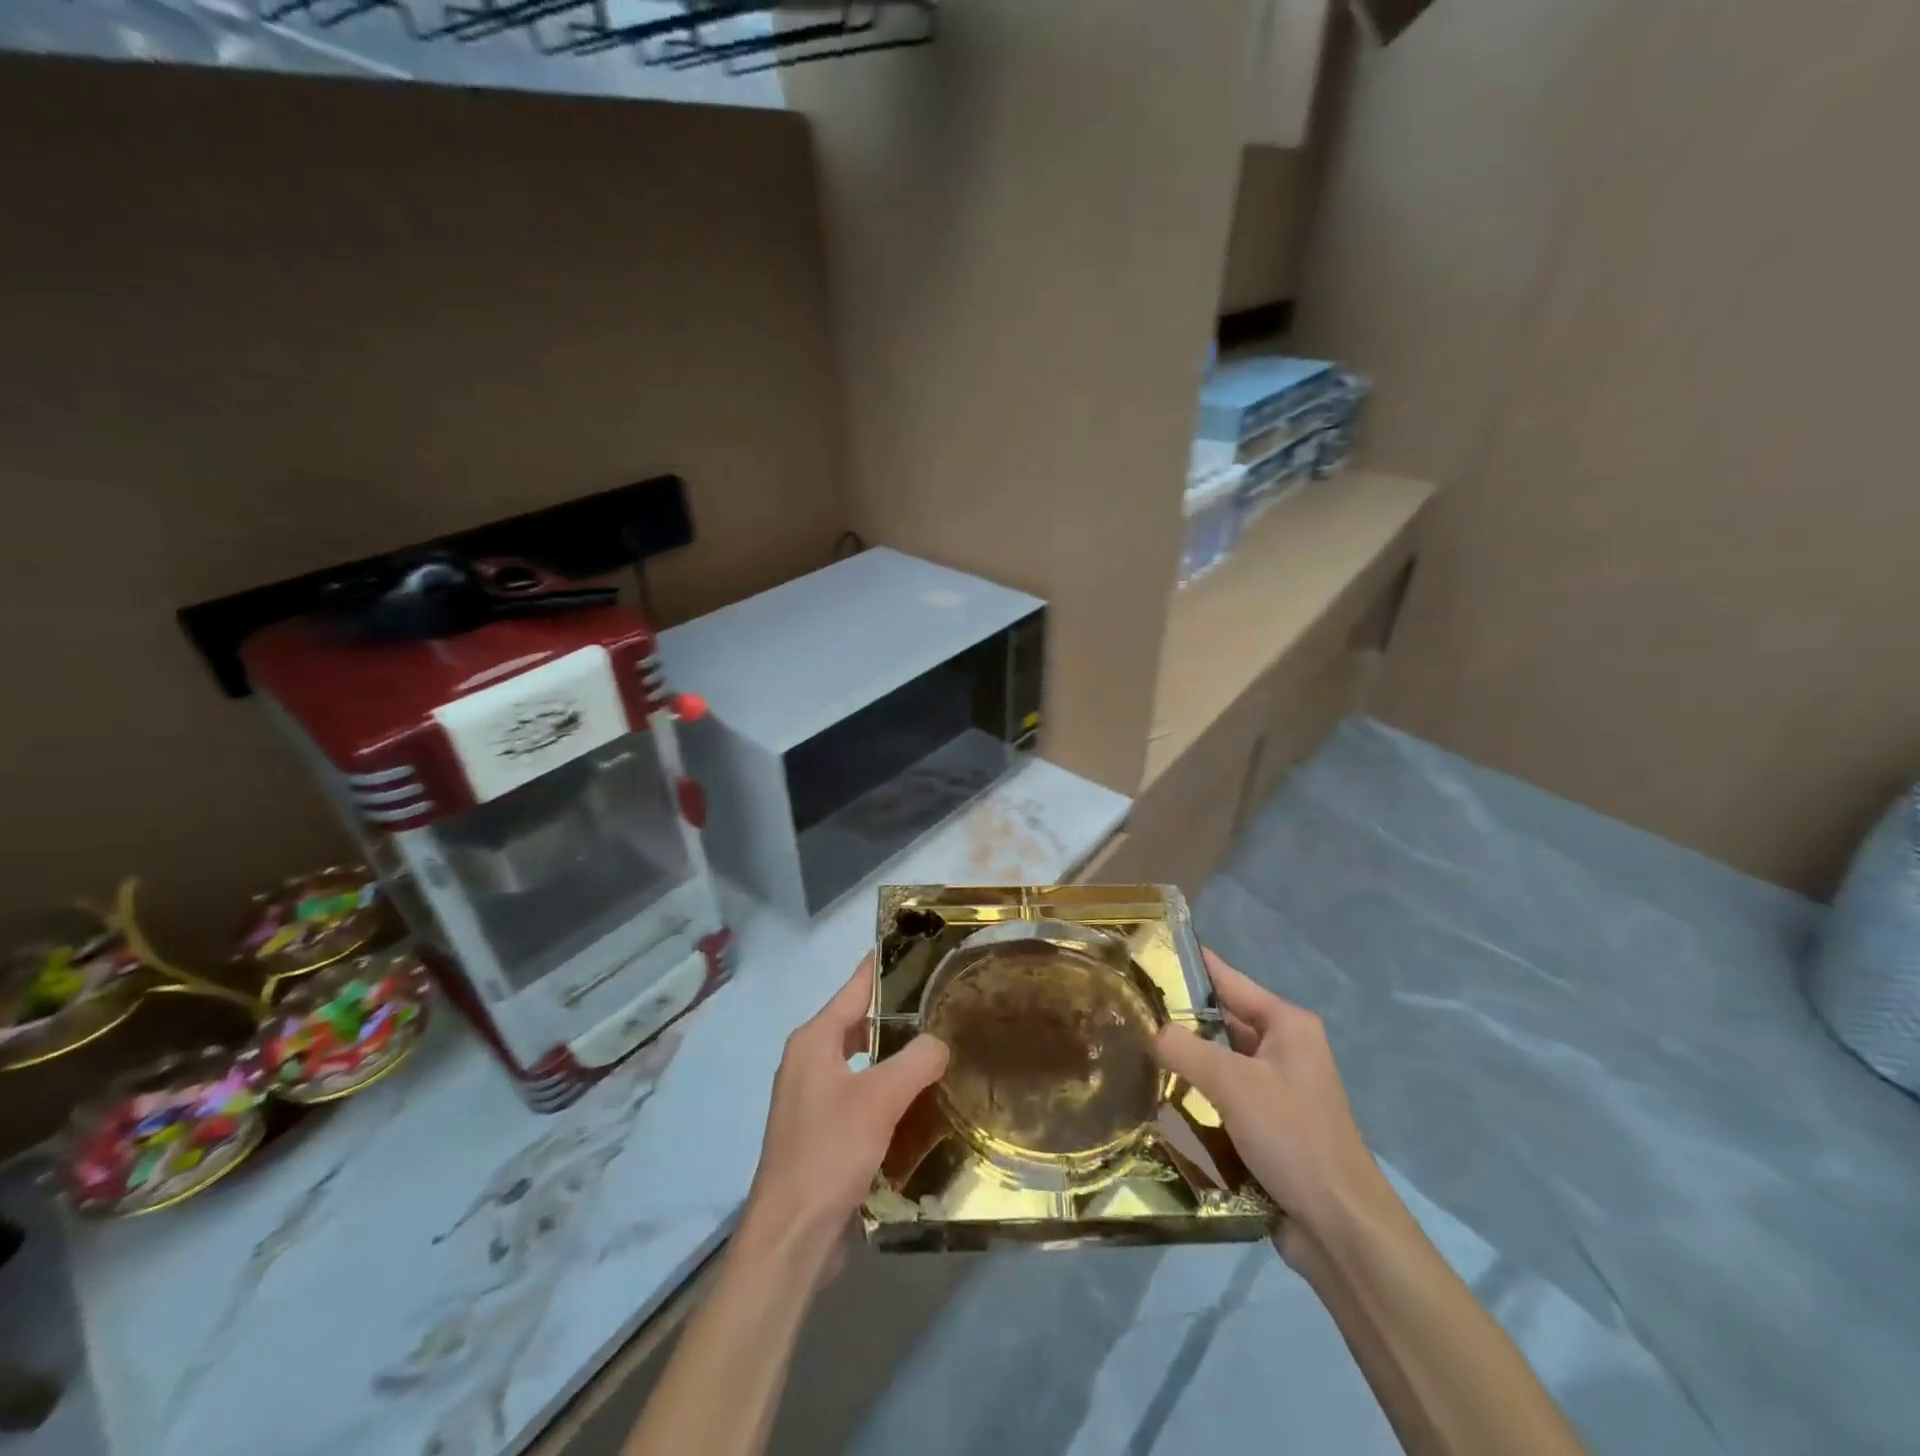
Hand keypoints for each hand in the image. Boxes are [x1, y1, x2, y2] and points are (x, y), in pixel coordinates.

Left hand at [741, 955, 948, 1263]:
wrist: (791, 1237)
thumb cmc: (830, 1153)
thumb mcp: (880, 1099)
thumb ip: (916, 1060)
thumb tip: (939, 1041)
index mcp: (814, 1041)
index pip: (854, 989)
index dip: (882, 967)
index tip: (914, 946)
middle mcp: (807, 1061)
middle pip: (858, 1023)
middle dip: (895, 1013)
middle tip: (940, 1003)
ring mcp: (811, 1099)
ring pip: (860, 1061)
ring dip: (892, 1055)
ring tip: (937, 1048)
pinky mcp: (820, 1132)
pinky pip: (858, 1094)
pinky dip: (885, 1089)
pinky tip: (917, 1100)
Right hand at [1153, 949, 1387, 1258]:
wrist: (1340, 1229)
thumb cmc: (1292, 1137)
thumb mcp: (1234, 1084)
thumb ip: (1186, 1050)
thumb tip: (1150, 1030)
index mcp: (1286, 1024)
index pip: (1227, 980)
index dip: (1187, 965)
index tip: (1143, 953)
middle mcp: (1282, 1048)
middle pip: (1220, 1021)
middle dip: (1177, 1017)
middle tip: (1125, 1007)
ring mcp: (1275, 1088)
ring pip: (1217, 1060)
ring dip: (1183, 1060)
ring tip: (1129, 1047)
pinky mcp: (1266, 1123)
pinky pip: (1221, 1095)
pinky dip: (1194, 1093)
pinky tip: (1156, 1094)